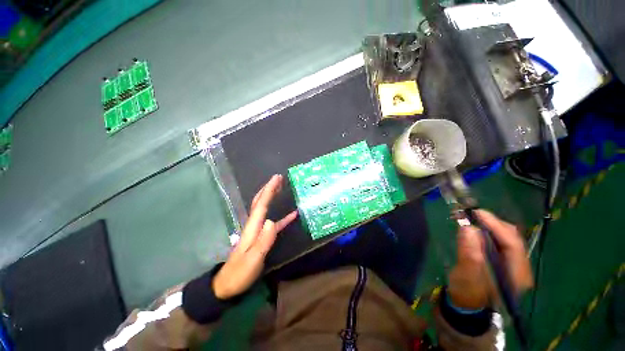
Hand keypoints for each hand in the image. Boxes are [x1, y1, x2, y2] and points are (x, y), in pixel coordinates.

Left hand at [212, 175, 296, 299]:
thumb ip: (263, 241)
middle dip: (269, 189)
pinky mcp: (262, 238)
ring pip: (265, 209)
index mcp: (252, 227)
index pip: (261, 204)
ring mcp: (258, 231)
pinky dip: (283, 217)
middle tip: (279, 178)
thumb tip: (272, 221)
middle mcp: (254, 225)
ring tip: (282, 188)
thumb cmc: (240, 273)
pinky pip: (274, 223)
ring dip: (272, 197)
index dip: (269, 190)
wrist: (227, 286)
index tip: (277, 178)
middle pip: (261, 202)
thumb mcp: (253, 259)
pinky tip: (292, 215)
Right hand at [447, 210, 532, 309]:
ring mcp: (513, 265)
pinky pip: (499, 243)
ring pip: (506, 239)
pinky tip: (476, 231)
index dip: (496, 226)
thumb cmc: (467, 293)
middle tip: (472, 215)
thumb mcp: (467, 277)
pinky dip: (487, 233)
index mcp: (516, 275)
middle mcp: (520, 268)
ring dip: (489, 227)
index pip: (512, 244)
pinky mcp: (503, 262)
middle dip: (493, 224)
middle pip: (512, 239)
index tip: (477, 213)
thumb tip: (468, 229)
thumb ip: (470, 255)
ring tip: (472, 220)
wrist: (467, 305)